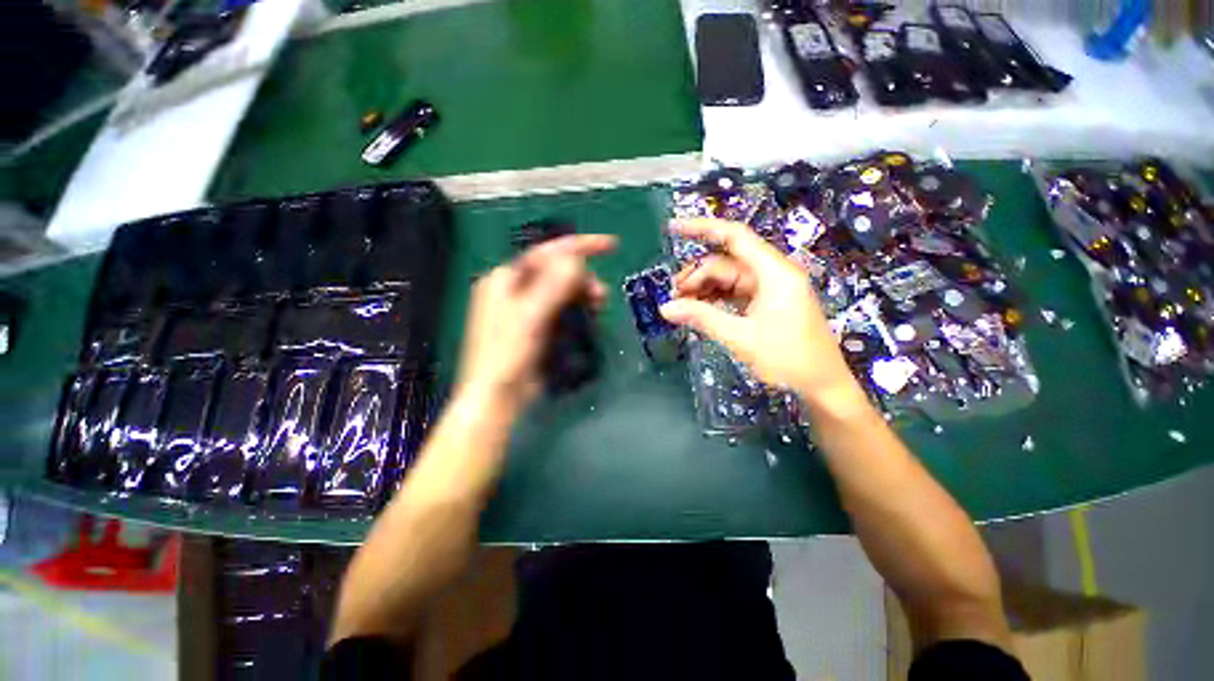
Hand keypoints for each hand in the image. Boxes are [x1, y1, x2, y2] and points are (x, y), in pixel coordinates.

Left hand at [454, 234, 615, 414]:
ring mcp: (526, 308)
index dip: (580, 246)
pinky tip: (589, 317)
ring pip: (562, 291)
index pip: (547, 252)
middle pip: (556, 271)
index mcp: (505, 279)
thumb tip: (577, 260)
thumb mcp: (529, 318)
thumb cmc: (506, 356)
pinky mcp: (538, 326)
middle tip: (601, 294)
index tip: (611, 245)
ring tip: (599, 306)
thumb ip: (552, 286)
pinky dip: (577, 309)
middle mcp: (515, 289)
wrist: (498, 398)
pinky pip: (562, 308)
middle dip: (583, 278)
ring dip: (583, 294)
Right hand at [659, 219, 865, 415]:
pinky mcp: (766, 303)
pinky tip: (698, 310)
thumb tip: (665, 308)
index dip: (702, 228)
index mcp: (773, 272)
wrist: (822, 387)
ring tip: (681, 306)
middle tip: (673, 296)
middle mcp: (772, 274)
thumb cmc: (788, 359)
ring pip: (727, 278)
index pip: (734, 237)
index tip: (673, 228)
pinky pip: (734, 293)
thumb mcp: (740, 337)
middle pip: (725, 262)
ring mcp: (769, 289)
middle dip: (696, 275)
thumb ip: (701, 318)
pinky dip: (715, 299)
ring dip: (703, 289)